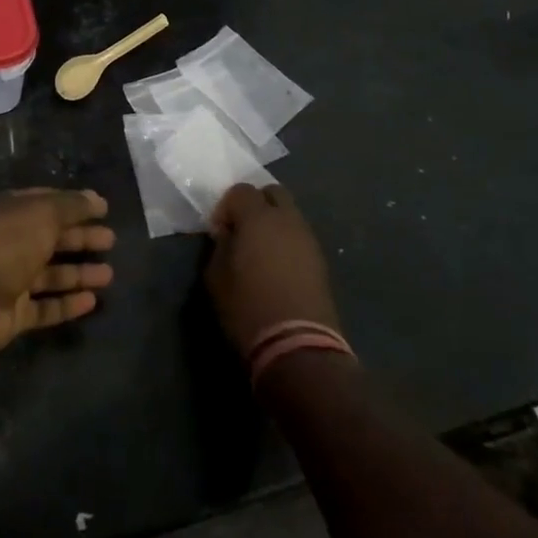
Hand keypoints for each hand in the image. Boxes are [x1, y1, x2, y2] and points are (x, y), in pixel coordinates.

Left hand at [0, 188, 115, 354]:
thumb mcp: (42, 213)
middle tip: (111, 241)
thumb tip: (97, 198)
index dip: (74, 205)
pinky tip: (92, 302)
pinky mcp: (11, 314)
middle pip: (50, 239)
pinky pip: (44, 308)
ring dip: (79, 274)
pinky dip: (67, 305)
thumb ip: (71, 205)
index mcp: (11, 212)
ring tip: (110, 275)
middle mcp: (9, 242)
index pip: (46, 203)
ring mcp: (9, 280)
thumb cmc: (5, 243)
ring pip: (50, 275)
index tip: (103, 210)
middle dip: (81, 238)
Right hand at [205, 183, 341, 356]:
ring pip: (290, 215)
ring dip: (273, 223)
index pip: (240, 190)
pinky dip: (287, 242)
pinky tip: (277, 267)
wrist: (297, 346)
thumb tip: (227, 235)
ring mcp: (308, 239)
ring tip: (260, 251)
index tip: (219, 230)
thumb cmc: (247, 308)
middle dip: (255, 204)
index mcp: (257, 218)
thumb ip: (220, 246)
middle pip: (272, 193)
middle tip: (242, 230)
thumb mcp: (216, 277)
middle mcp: (287, 220)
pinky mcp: (321, 261)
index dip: (226, 206)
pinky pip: (299, 237)